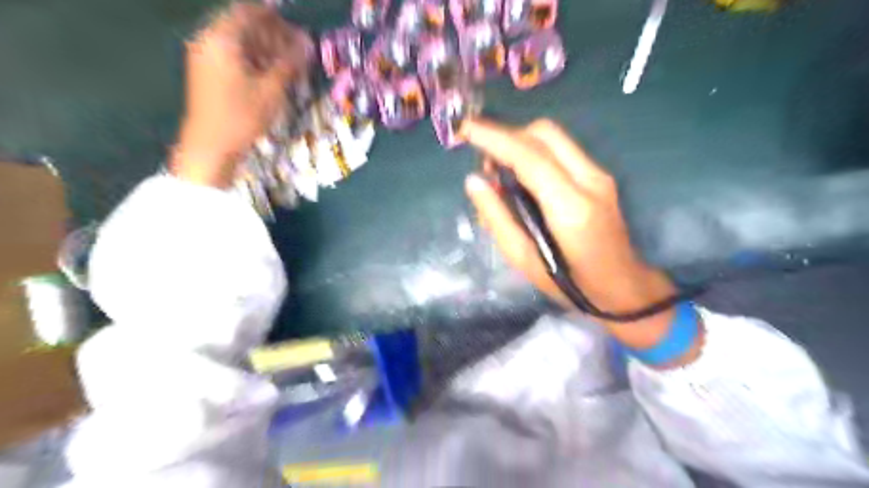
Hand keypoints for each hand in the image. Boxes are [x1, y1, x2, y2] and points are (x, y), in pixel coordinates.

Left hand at [169, 4, 307, 186]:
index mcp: (221, 38)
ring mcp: (206, 57)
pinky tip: (272, 74)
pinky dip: (253, 60)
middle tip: (298, 48)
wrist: (210, 146)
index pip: (249, 12)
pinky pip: (233, 56)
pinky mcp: (208, 73)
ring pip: (239, 42)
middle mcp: (209, 41)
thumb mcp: (271, 90)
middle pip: (243, 26)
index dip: (275, 16)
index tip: (297, 27)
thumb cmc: (242, 116)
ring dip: (265, 48)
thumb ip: (289, 63)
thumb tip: (308, 43)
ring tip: (290, 63)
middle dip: (272, 34)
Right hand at [465, 118, 689, 350]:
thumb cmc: (570, 284)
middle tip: (484, 161)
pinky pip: (561, 150)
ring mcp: (599, 176)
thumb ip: (496, 218)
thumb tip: (473, 181)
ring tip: (499, 170)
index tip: (465, 129)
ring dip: (520, 142)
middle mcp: (590, 181)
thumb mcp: (523, 260)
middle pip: (544, 134)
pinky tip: (521, 176)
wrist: (624, 287)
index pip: (529, 157)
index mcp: (570, 208)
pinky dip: (534, 152)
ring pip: (554, 137)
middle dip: (507, 135)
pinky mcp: (600, 177)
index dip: (494, 138)